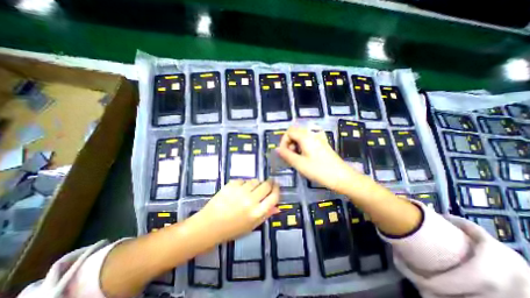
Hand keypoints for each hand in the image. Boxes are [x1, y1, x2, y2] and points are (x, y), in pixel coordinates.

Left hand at [193, 178, 277, 242]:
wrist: (209, 225)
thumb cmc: (232, 229)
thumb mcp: (252, 226)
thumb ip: (266, 215)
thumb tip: (277, 206)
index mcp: (257, 212)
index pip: (274, 196)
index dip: (277, 189)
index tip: (276, 186)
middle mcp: (251, 200)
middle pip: (266, 185)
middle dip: (269, 183)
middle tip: (267, 184)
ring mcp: (240, 191)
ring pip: (255, 180)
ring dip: (256, 184)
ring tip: (251, 189)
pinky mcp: (231, 185)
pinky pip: (243, 180)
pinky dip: (244, 184)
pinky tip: (239, 190)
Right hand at [276, 125, 357, 192]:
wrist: (342, 177)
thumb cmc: (319, 170)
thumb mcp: (299, 164)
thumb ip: (286, 155)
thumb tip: (277, 149)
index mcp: (306, 137)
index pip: (289, 132)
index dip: (283, 141)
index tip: (284, 153)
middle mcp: (312, 134)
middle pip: (295, 133)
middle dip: (289, 143)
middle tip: (291, 156)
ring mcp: (319, 139)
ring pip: (301, 137)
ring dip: (296, 145)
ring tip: (297, 158)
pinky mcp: (322, 144)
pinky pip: (308, 141)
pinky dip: (303, 147)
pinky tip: (305, 157)